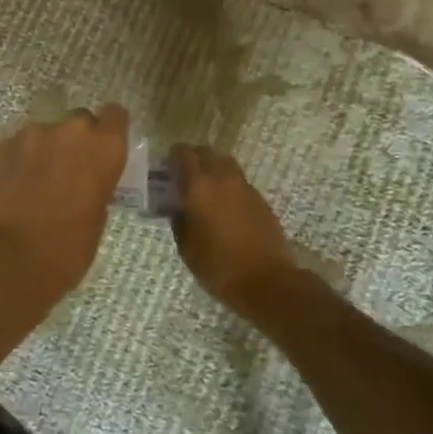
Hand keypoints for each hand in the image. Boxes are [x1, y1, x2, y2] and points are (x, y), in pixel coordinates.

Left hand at [0, 104, 130, 307]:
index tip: (104, 148)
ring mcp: (33, 134)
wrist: (7, 258)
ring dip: (46, 151)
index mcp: (104, 147)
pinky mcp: (2, 145)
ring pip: (46, 134)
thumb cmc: (65, 249)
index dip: (110, 129)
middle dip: (76, 141)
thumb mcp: (97, 218)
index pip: (115, 115)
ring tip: (36, 183)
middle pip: (79, 121)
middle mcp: (71, 131)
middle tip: (69, 171)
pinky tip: (14, 187)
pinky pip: (19, 146)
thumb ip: (97, 186)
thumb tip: (86, 183)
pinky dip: (20, 160)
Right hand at [167, 145, 300, 314]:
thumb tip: (179, 208)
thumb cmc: (218, 266)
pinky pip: (239, 181)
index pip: (183, 154)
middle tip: (184, 175)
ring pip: (225, 163)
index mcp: (199, 187)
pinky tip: (224, 205)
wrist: (266, 281)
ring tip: (205, 188)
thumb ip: (179, 220)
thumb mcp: (186, 247)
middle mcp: (222, 179)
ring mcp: (245, 187)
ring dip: (213, 168)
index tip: (166, 167)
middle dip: (193, 158)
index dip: (173, 156)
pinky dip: (228, 184)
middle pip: (206, 152)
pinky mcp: (260, 199)